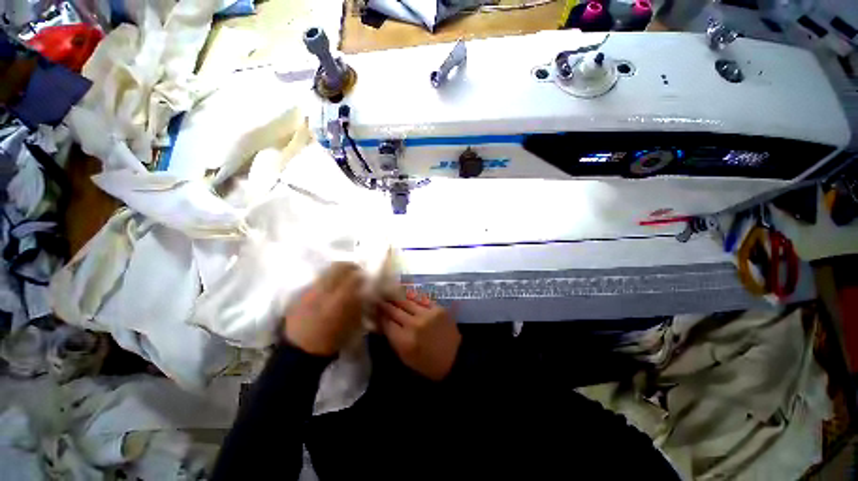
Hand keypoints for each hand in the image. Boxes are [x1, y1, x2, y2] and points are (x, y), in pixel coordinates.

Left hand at [283, 263, 364, 355]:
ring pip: (326, 272)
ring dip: (337, 273)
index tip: (365, 277)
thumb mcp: (353, 324)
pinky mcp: (300, 294)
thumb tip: (364, 290)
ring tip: (341, 280)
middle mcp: (324, 291)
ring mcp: (310, 291)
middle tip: (355, 272)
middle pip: (338, 267)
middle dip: (349, 266)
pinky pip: (317, 281)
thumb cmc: (331, 341)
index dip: (361, 274)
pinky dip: (326, 281)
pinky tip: (328, 290)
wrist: (299, 352)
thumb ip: (359, 303)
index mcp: (339, 300)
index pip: (353, 276)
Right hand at [377, 289, 461, 380]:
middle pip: (394, 310)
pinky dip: (411, 296)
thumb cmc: (427, 363)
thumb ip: (393, 339)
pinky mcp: (437, 308)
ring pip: (406, 301)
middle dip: (384, 304)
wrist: (454, 359)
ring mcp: (427, 314)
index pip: (386, 323)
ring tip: (389, 292)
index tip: (373, 309)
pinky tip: (405, 293)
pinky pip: (421, 299)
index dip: (378, 315)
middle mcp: (413, 325)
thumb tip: (382, 322)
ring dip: (396, 297)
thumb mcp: (405, 357)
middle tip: (377, 298)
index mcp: (404, 341)